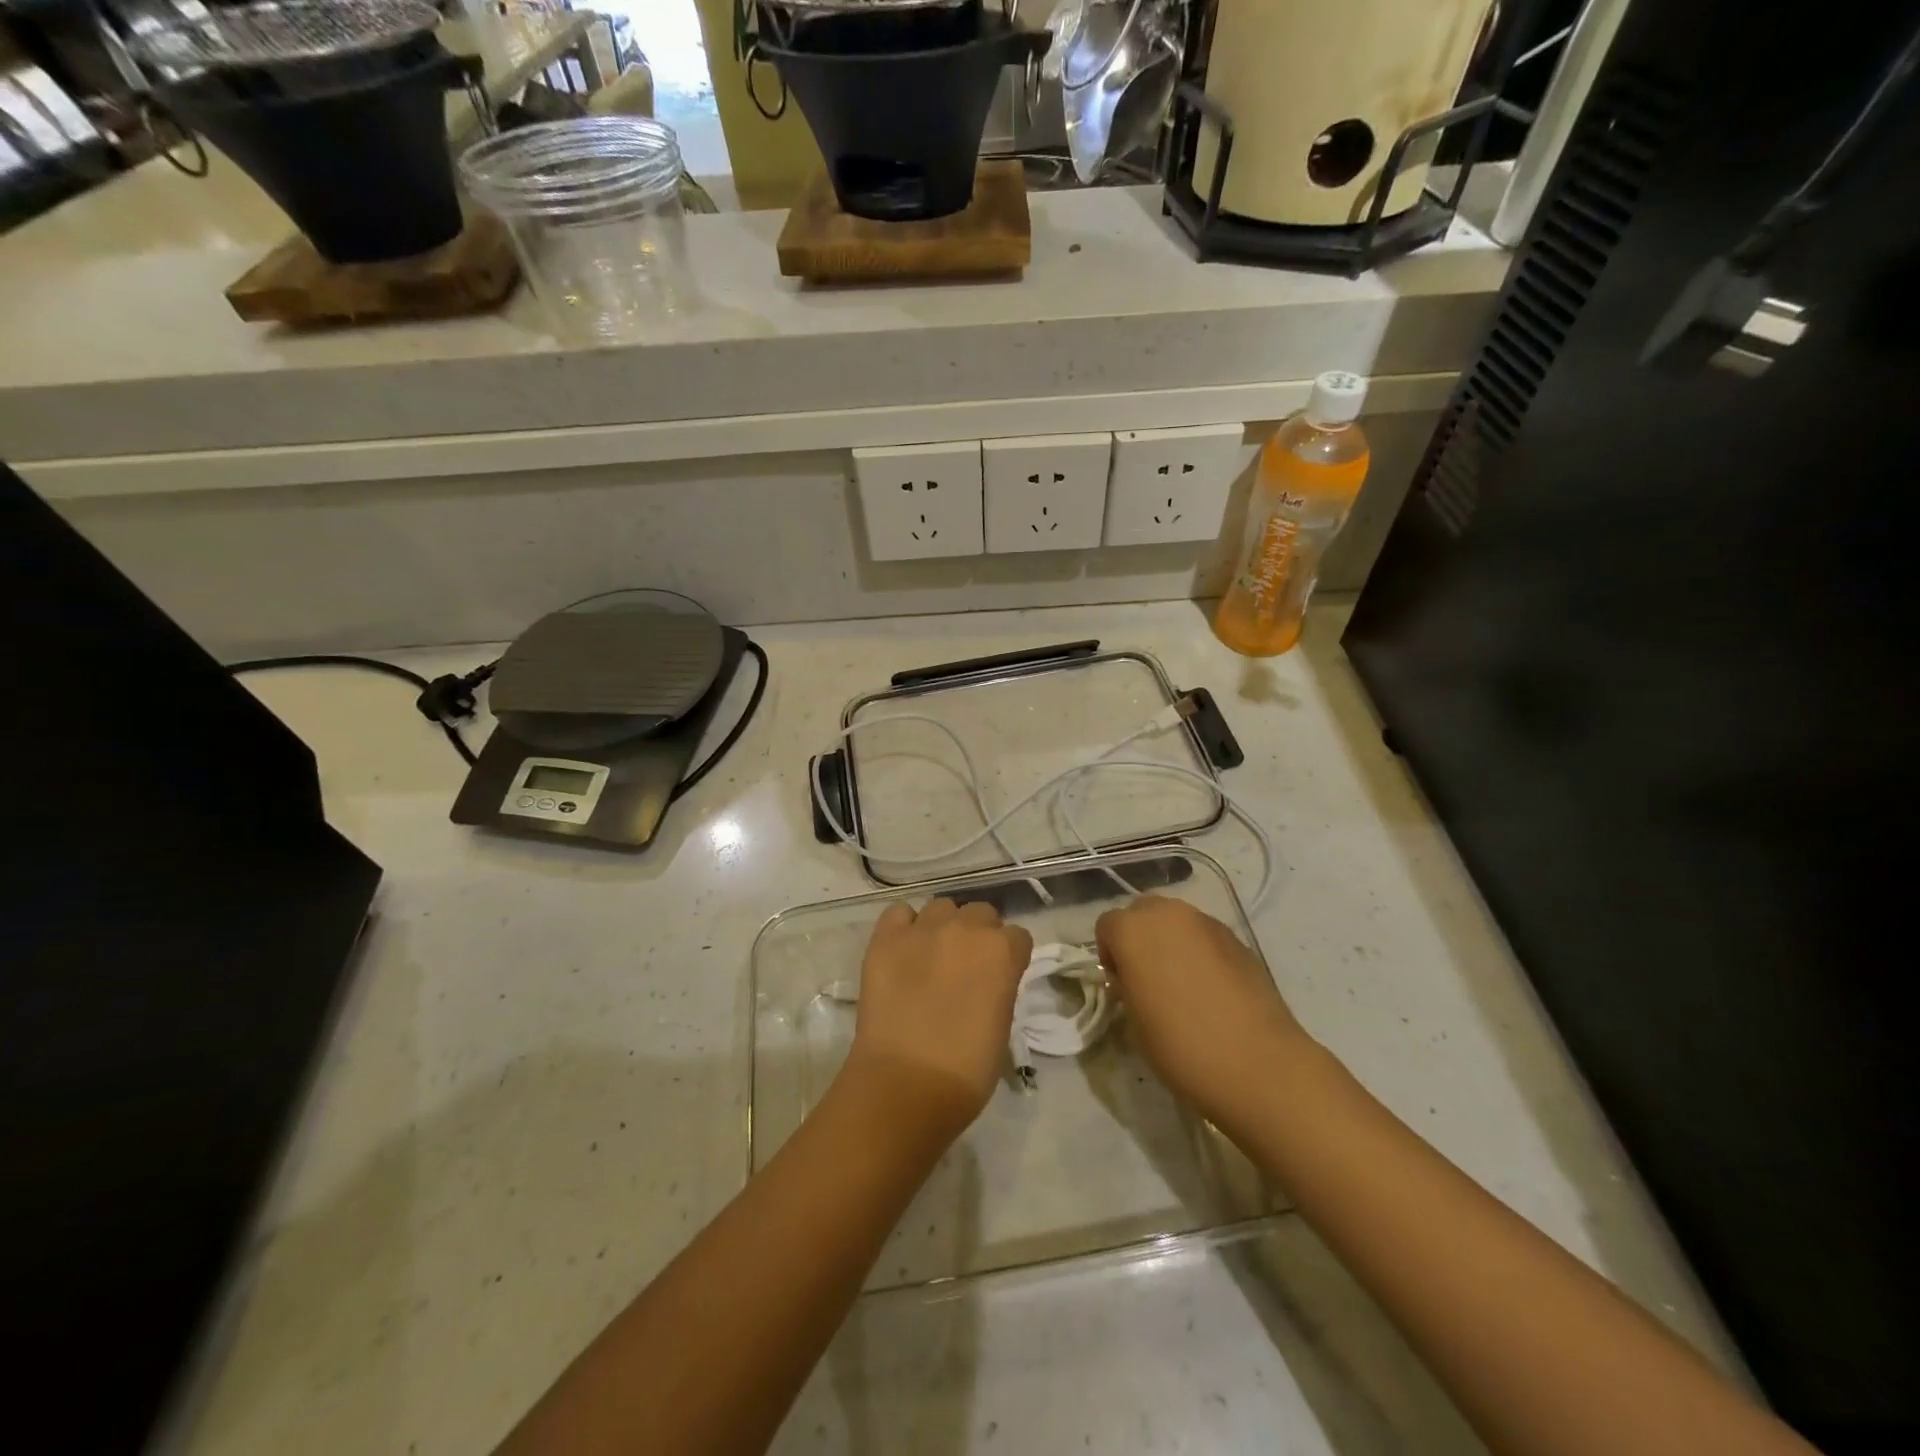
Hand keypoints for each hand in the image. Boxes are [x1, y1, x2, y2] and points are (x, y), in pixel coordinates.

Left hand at [843, 898, 1032, 1142]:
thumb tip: (986, 978)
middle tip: (966, 966)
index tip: (1000, 976)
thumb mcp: (1001, 1023)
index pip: (1017, 936)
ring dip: (943, 926)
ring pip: (941, 907)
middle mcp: (966, 928)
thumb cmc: (966, 1070)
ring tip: (931, 956)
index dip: (1009, 956)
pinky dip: (904, 926)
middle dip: (978, 934)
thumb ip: (999, 986)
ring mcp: (923, 929)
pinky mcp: (886, 938)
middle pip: (981, 912)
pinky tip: (903, 949)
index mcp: (1003, 952)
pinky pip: (899, 913)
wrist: (905, 1084)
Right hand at [1096, 896, 1309, 1131]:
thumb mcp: (1134, 1021)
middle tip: (1147, 979)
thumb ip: (1127, 987)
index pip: (1107, 926)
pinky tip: (1212, 991)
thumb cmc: (1180, 1046)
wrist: (1257, 1064)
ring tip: (1182, 985)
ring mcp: (1207, 923)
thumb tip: (1134, 979)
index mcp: (1133, 930)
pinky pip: (1206, 937)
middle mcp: (1169, 914)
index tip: (1121, 986)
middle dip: (1140, 937)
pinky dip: (1201, 952)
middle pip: (1142, 912)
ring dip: (1171, 942)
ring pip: (1177, 921)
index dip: (1110, 954)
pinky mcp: (1238, 939)